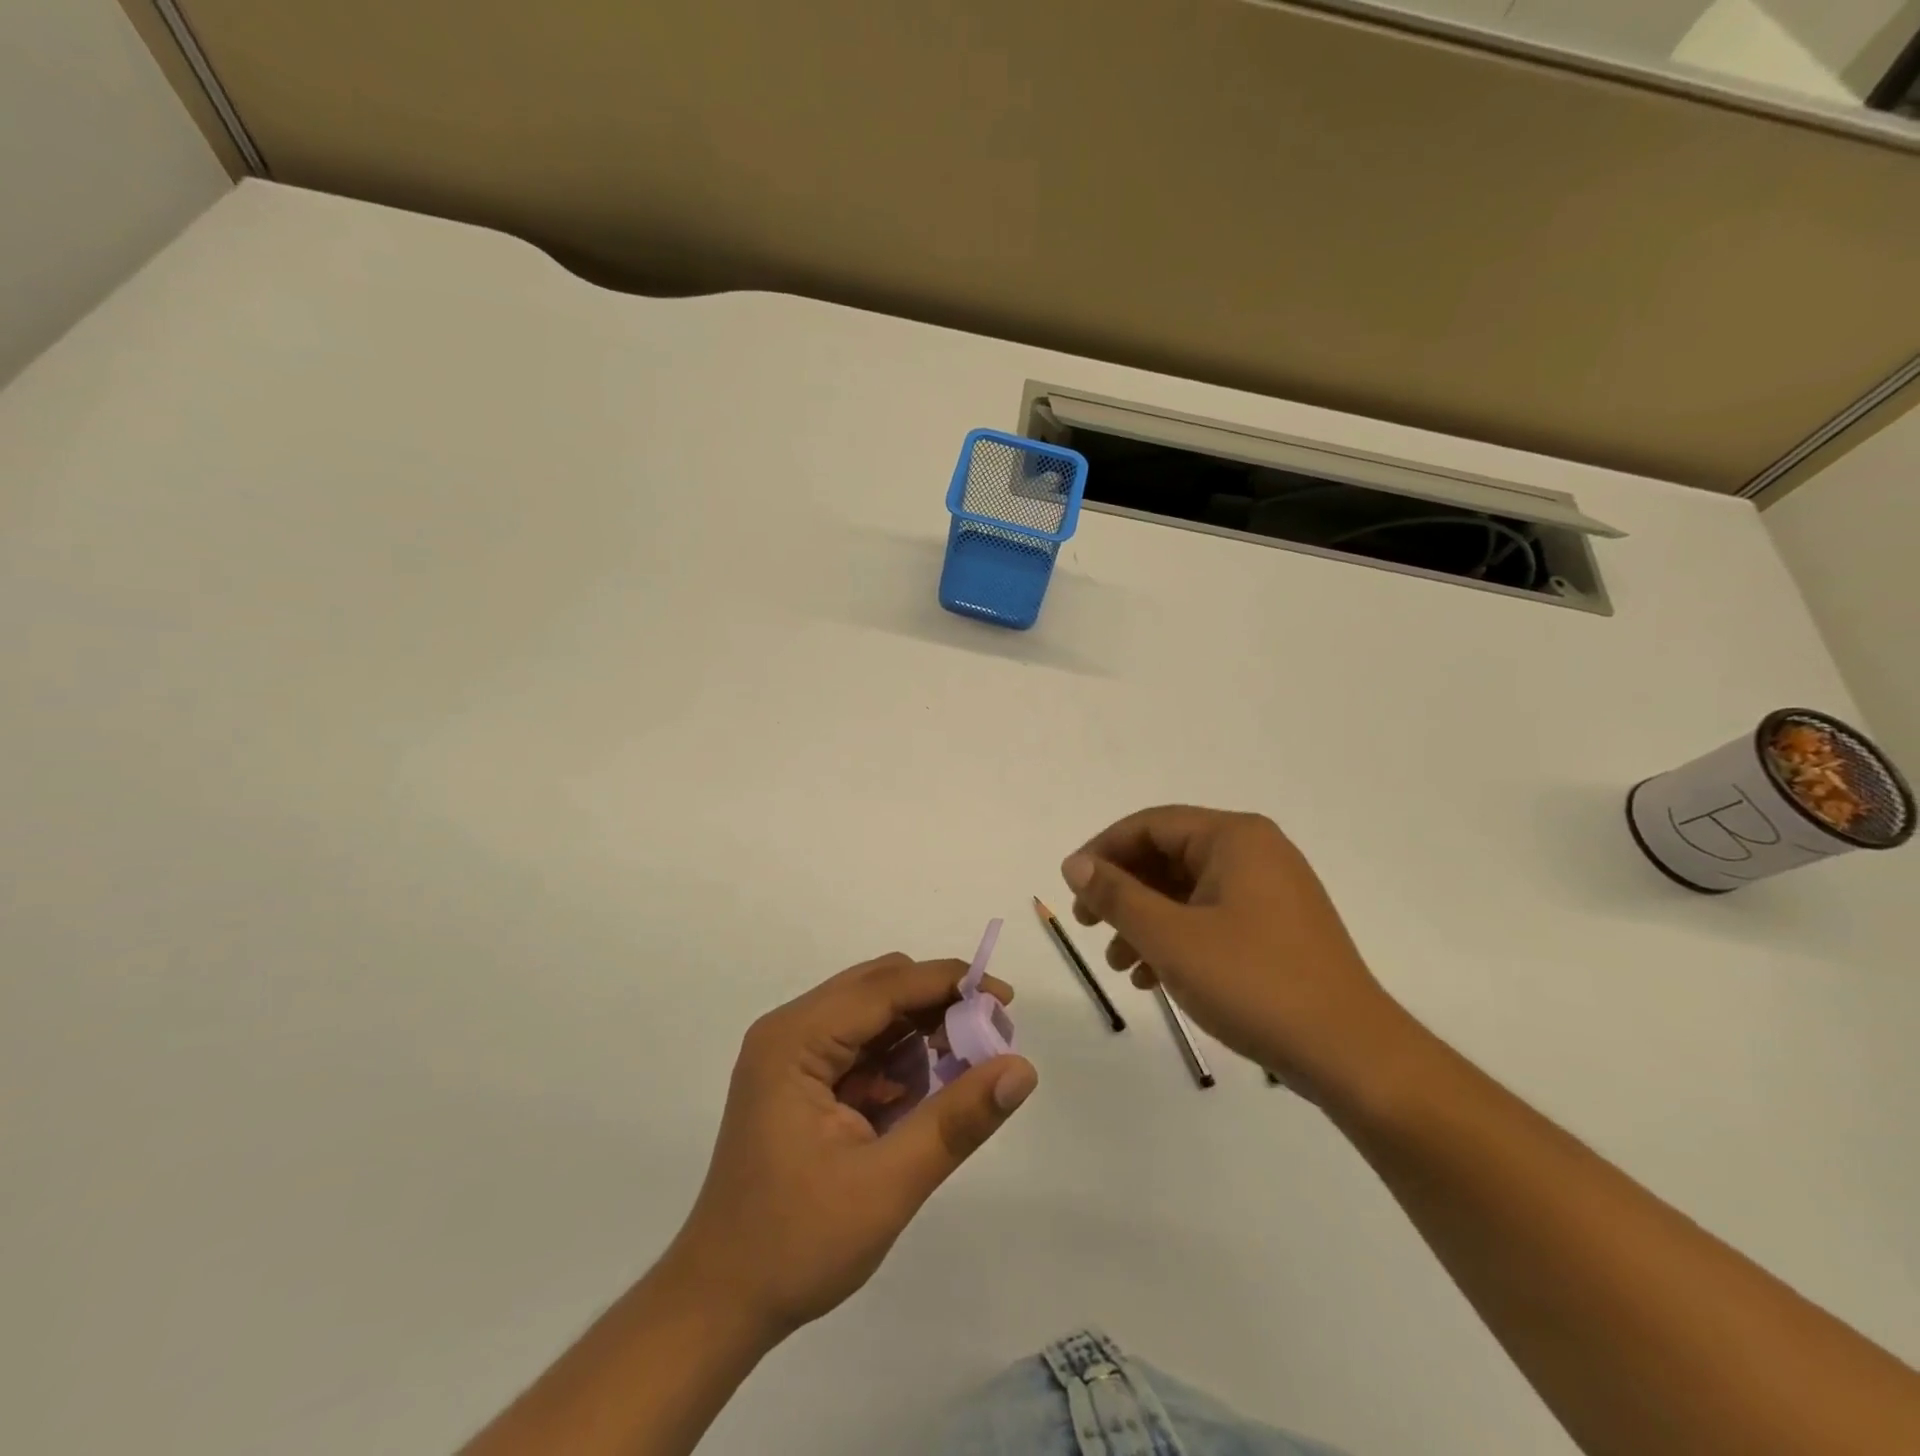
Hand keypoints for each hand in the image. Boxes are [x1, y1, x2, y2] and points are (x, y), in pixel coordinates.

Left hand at [665, 953, 1036, 1343]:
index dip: (949, 984)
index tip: (1006, 999)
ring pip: (874, 1016)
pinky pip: (862, 1048)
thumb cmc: (796, 1244)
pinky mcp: (800, 1080)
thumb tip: (1022, 1070)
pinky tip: (919, 1098)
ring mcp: (792, 1055)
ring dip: (920, 1034)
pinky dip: (898, 1062)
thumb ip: (956, 1120)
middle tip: (989, 1040)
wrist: (720, 1303)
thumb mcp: (886, 1184)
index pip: (884, 987)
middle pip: (879, 990)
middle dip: (938, 1007)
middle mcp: (790, 1031)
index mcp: (795, 1040)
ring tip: (960, 1075)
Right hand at [1062, 806, 1405, 1099]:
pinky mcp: (1277, 927)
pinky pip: (1212, 915)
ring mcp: (1270, 890)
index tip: (1071, 888)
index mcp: (1234, 837)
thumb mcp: (1171, 938)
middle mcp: (1255, 851)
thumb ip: (1117, 896)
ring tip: (1118, 963)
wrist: (1352, 1055)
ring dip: (1145, 920)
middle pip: (1168, 855)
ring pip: (1187, 890)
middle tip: (1089, 926)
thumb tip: (1075, 864)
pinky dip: (1177, 938)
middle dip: (1123, 891)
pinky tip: (1153, 977)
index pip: (1151, 824)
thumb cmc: (1254, 984)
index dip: (1103, 851)